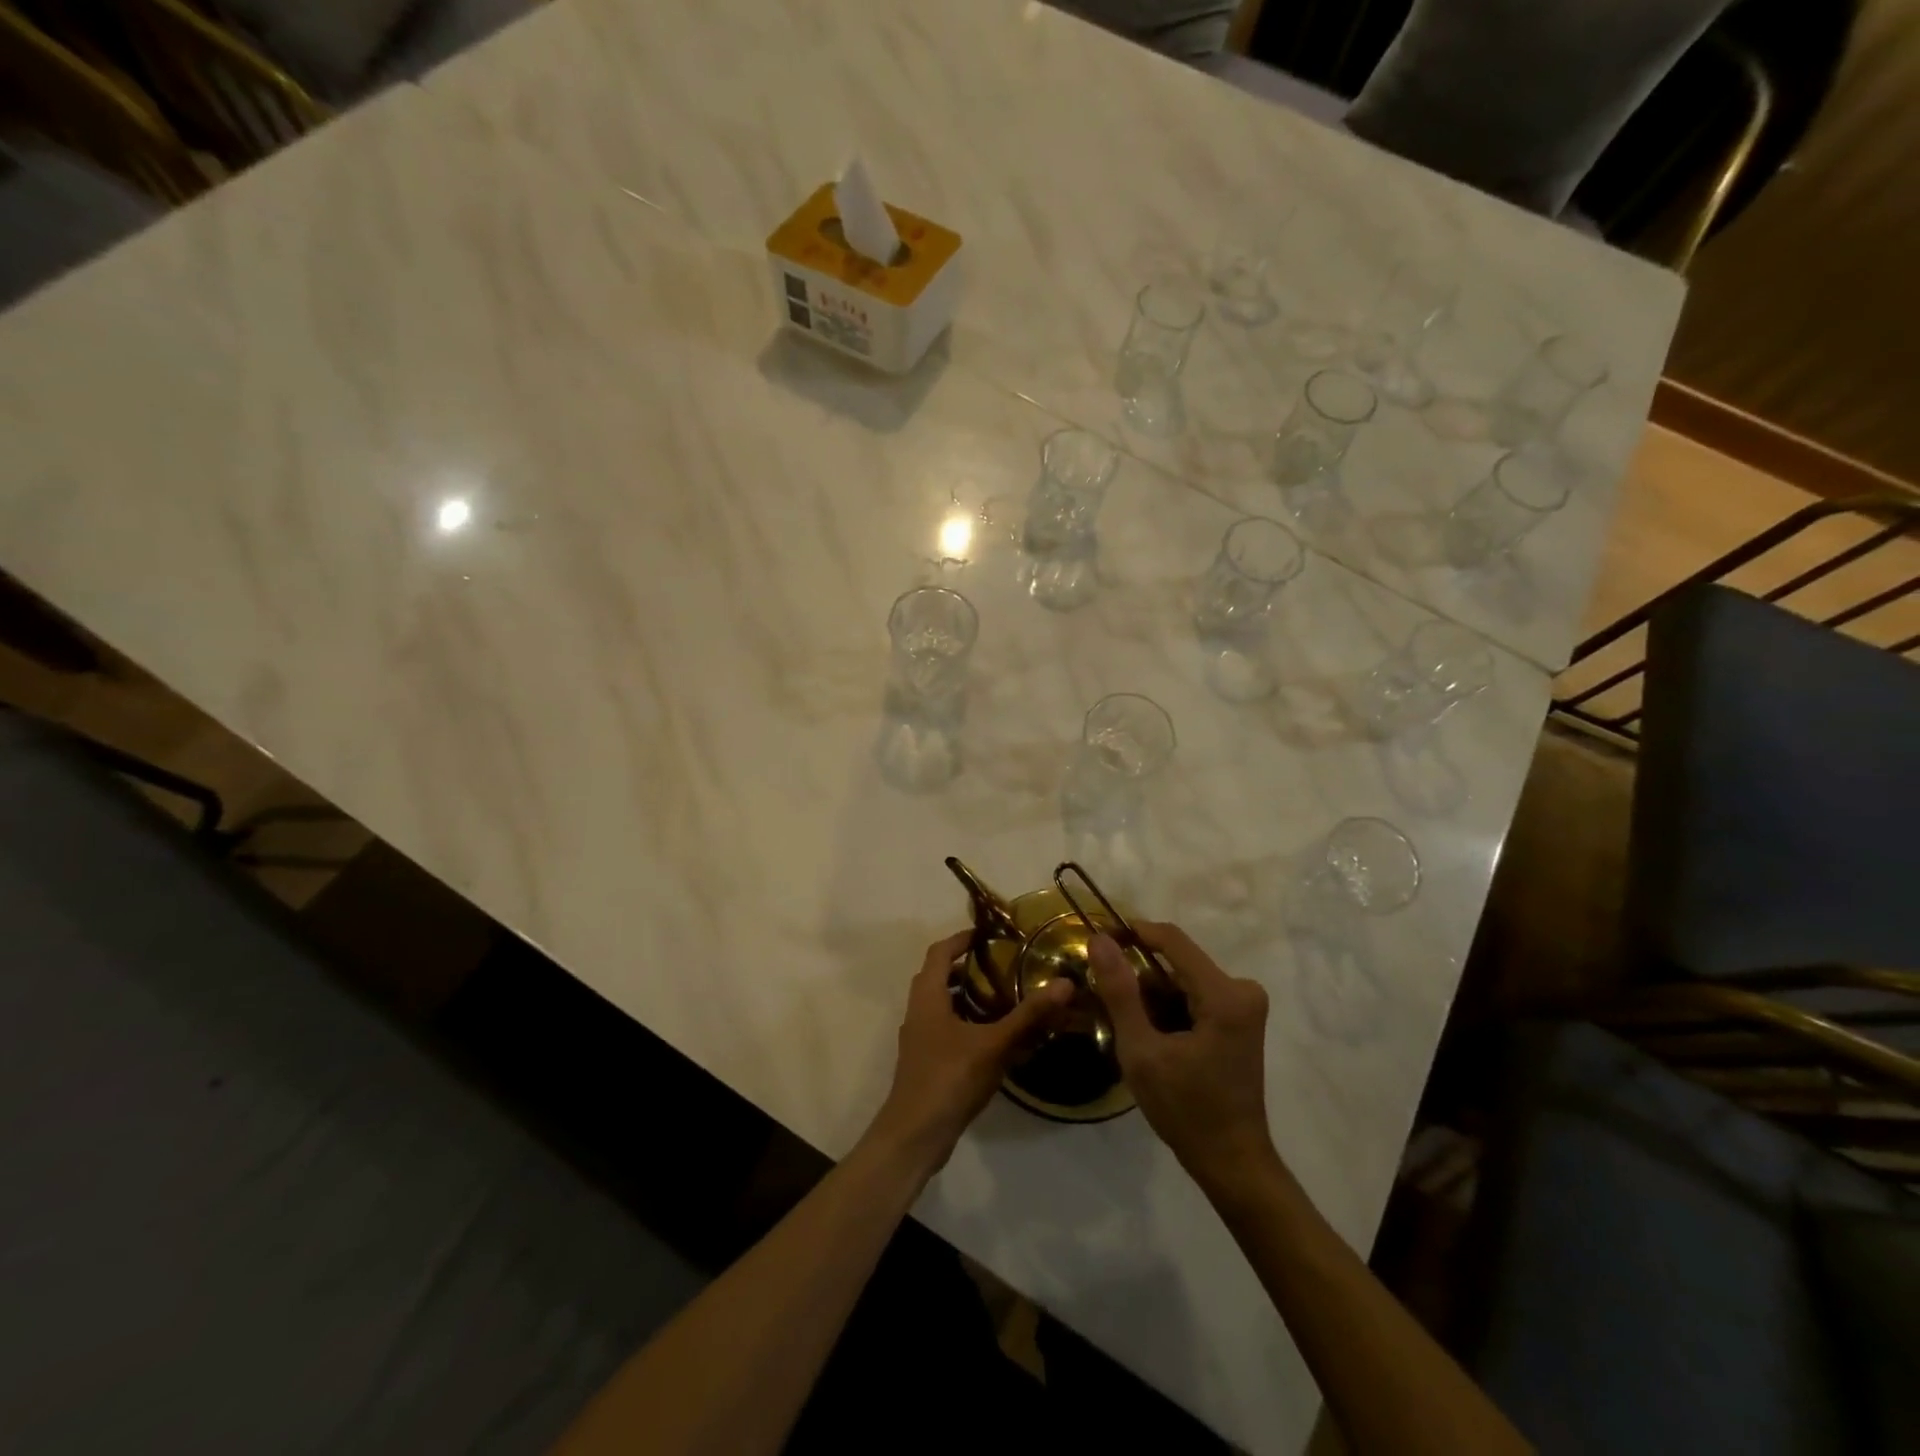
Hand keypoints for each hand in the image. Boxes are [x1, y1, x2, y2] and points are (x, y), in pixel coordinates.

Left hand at [867, 930, 1073, 1175]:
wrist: (915, 1135)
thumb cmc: (949, 1078)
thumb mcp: (994, 1044)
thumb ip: (1028, 1015)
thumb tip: (1064, 984)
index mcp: (928, 997)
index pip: (939, 952)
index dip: (961, 939)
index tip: (988, 934)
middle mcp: (918, 1011)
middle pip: (938, 976)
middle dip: (965, 966)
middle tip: (1000, 964)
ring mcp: (919, 1038)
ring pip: (940, 1004)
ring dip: (965, 995)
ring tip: (1000, 996)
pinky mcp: (924, 1061)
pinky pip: (944, 1027)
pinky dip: (964, 1021)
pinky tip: (991, 1037)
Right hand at [1090, 922, 1274, 1187]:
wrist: (1232, 1161)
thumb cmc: (1186, 1110)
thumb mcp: (1141, 1051)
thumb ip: (1120, 992)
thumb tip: (1100, 940)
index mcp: (1224, 995)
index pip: (1173, 940)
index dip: (1133, 933)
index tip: (1098, 940)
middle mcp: (1243, 990)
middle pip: (1178, 961)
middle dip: (1139, 973)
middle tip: (1105, 996)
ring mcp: (1245, 1005)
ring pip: (1184, 978)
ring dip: (1152, 993)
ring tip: (1125, 1021)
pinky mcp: (1240, 1019)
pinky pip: (1195, 994)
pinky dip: (1169, 1006)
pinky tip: (1150, 1033)